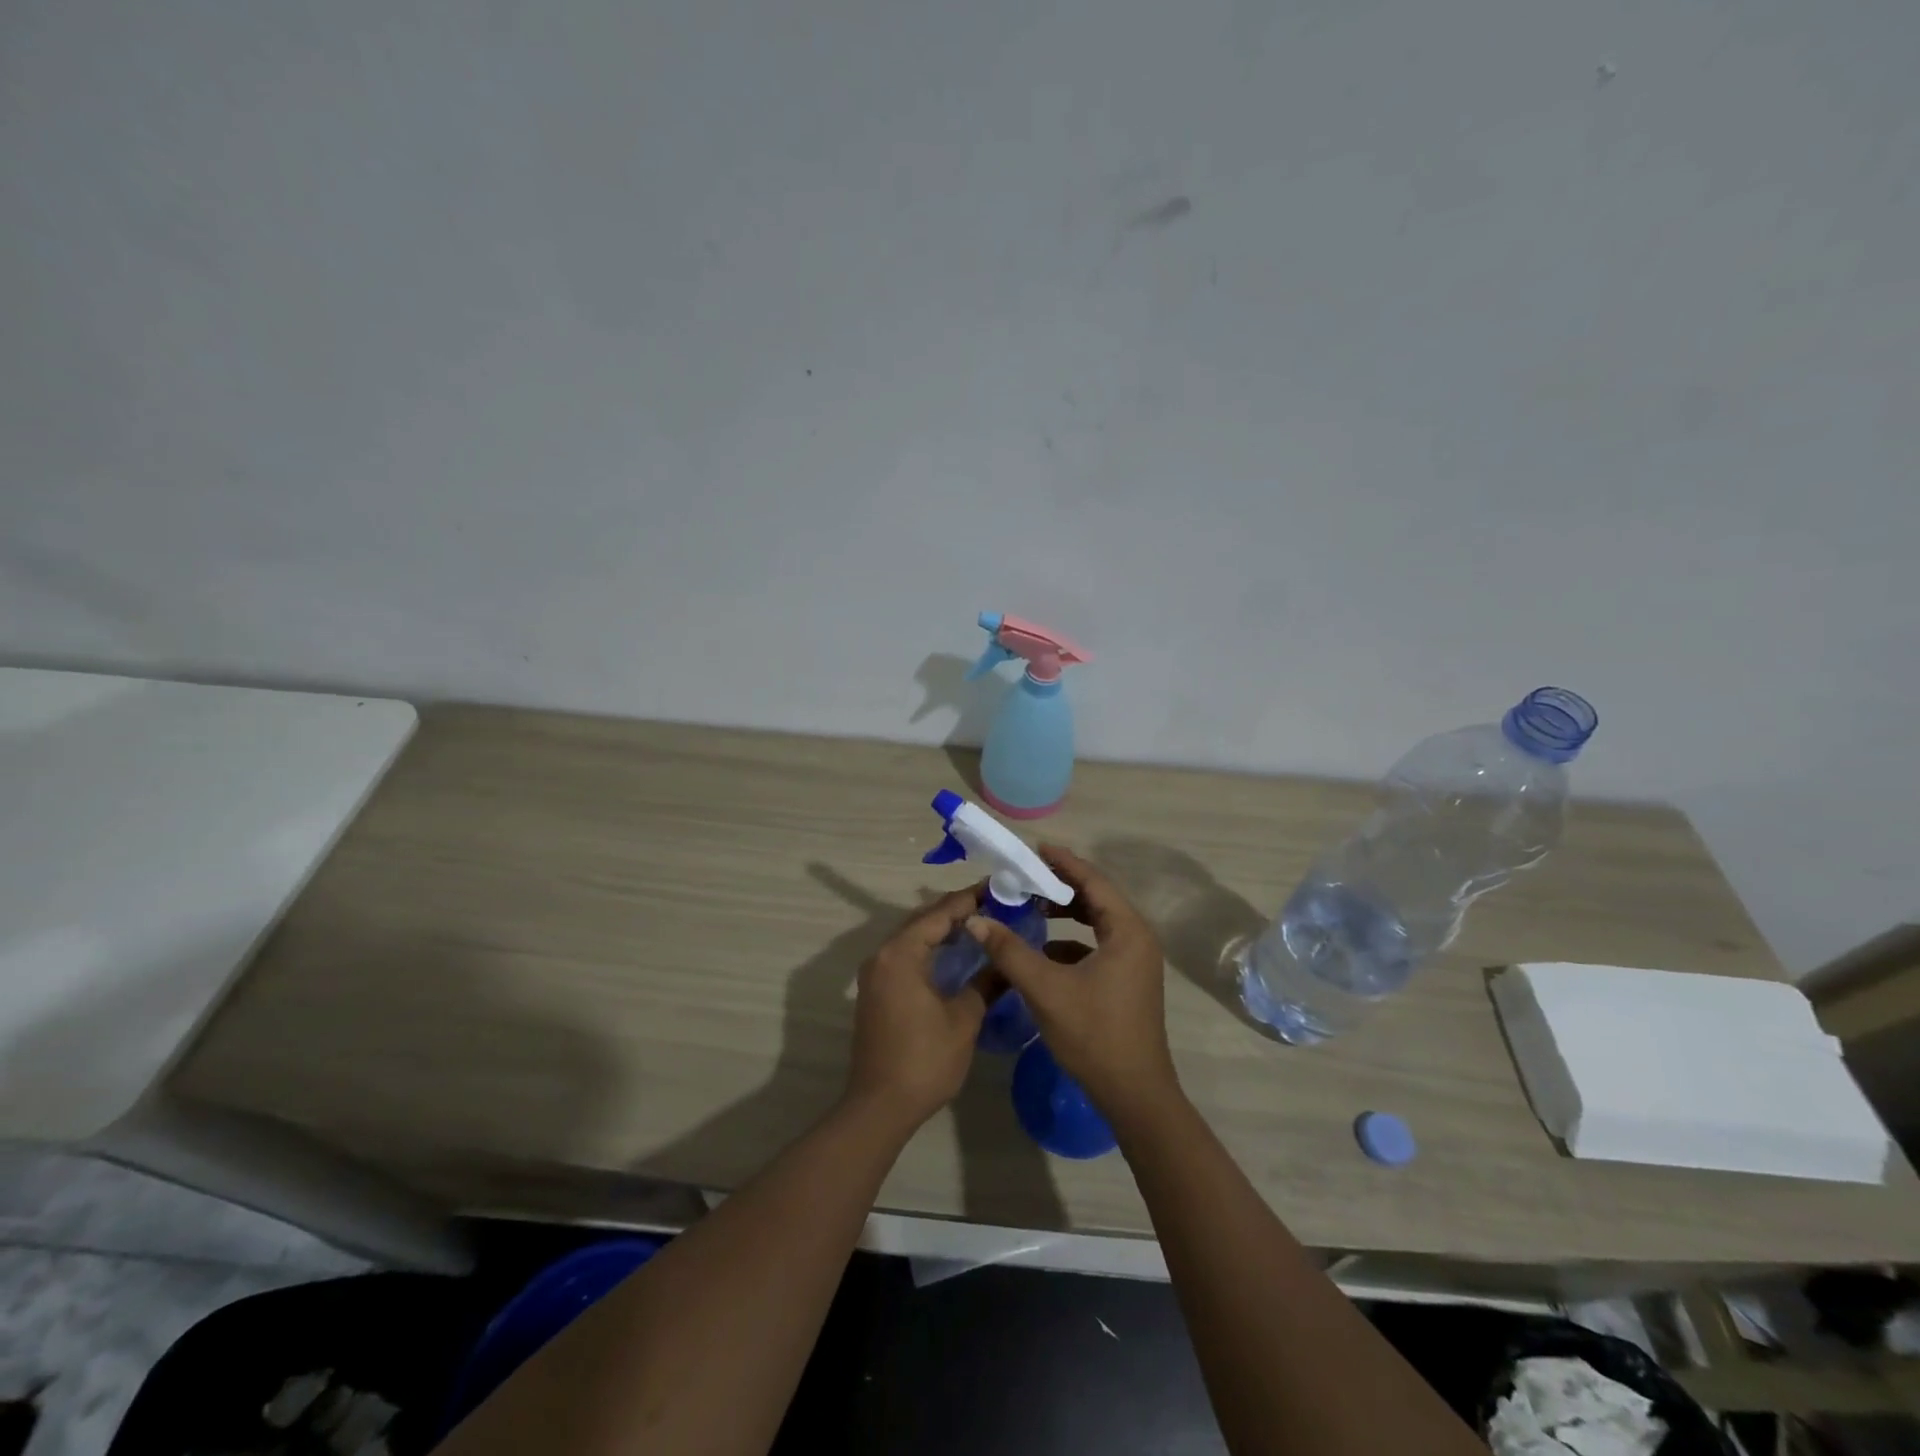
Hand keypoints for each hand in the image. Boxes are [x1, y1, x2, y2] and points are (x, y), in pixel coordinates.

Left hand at [845, 887, 988, 1130]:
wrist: (880, 1107)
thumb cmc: (924, 1060)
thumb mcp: (964, 1019)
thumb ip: (986, 982)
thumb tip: (1009, 961)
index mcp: (901, 954)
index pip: (939, 913)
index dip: (970, 899)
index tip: (998, 887)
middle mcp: (883, 955)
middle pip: (924, 920)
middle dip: (958, 911)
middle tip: (995, 905)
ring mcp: (876, 973)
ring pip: (914, 938)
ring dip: (944, 930)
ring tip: (982, 925)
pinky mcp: (877, 990)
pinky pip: (907, 956)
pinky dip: (931, 950)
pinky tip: (957, 956)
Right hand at [965, 845, 1177, 1118]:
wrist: (1134, 1095)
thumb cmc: (1094, 1035)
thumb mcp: (1046, 989)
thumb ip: (1010, 950)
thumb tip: (976, 919)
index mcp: (1127, 931)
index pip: (1094, 881)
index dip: (1064, 863)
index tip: (1035, 849)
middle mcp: (1137, 939)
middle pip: (1097, 898)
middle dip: (1062, 885)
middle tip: (1027, 876)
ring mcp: (1135, 962)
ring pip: (1098, 922)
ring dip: (1066, 913)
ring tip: (1032, 906)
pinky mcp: (1128, 981)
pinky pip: (1099, 945)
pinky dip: (1072, 940)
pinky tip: (1044, 950)